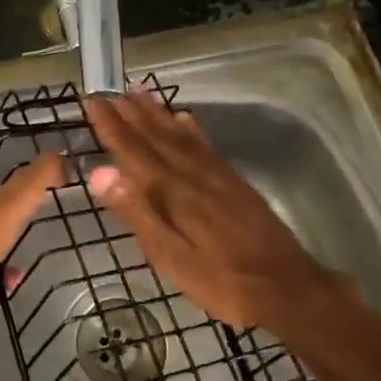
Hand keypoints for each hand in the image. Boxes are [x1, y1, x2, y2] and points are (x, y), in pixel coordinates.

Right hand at [83, 86, 347, 331]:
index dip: (111, 126)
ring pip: (180, 135)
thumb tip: (100, 173)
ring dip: (156, 112)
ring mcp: (217, 175)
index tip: (92, 101)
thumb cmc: (222, 281)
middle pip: (156, 136)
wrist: (289, 289)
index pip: (133, 151)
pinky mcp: (235, 182)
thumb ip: (137, 212)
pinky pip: (206, 145)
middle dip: (129, 113)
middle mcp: (192, 174)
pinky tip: (184, 118)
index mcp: (172, 192)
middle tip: (108, 91)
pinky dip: (191, 128)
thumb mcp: (171, 258)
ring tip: (138, 91)